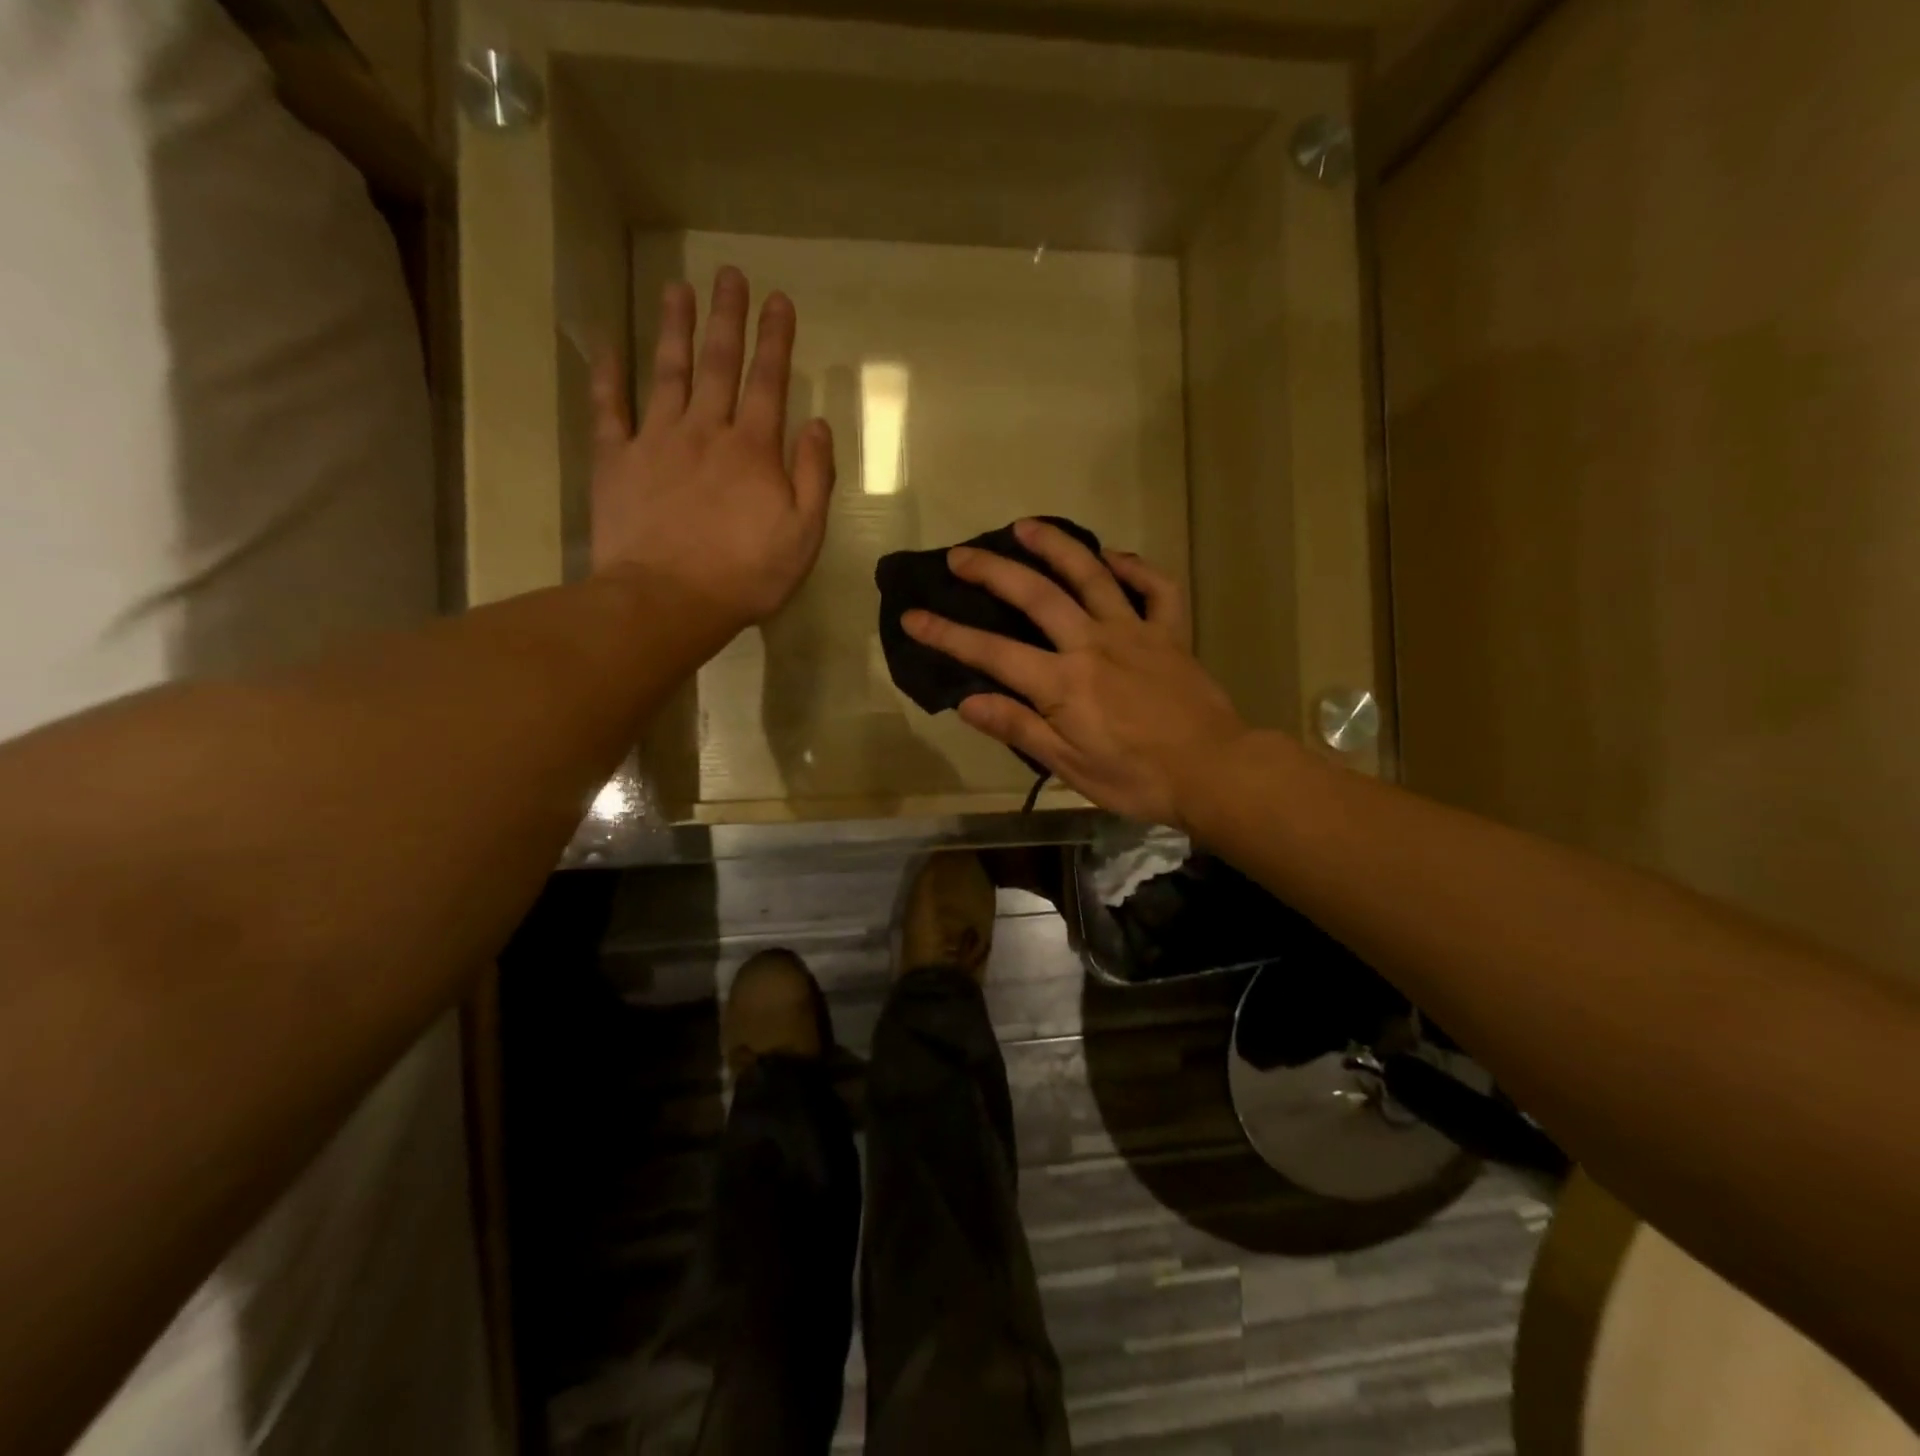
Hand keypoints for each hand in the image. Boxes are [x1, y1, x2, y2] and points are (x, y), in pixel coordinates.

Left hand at [590, 267, 834, 631]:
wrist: (667, 601)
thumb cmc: (745, 575)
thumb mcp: (803, 535)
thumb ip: (815, 478)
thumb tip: (818, 424)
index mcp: (753, 450)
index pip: (768, 382)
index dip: (774, 339)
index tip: (778, 300)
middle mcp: (705, 430)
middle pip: (718, 364)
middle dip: (727, 318)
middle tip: (729, 274)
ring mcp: (656, 440)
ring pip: (667, 372)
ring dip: (674, 328)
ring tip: (677, 288)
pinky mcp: (616, 460)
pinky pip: (609, 407)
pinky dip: (607, 373)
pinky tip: (608, 342)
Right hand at [902, 519, 1249, 827]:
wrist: (1214, 772)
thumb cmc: (1136, 778)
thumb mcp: (1069, 766)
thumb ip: (1018, 727)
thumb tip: (967, 701)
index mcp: (1063, 683)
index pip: (992, 652)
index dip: (948, 634)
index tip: (914, 616)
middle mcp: (1092, 643)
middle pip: (1035, 595)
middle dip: (991, 571)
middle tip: (960, 555)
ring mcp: (1135, 631)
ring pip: (1091, 574)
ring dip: (1055, 545)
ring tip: (1025, 527)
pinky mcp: (1170, 632)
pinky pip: (1156, 587)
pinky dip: (1135, 567)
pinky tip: (1113, 558)